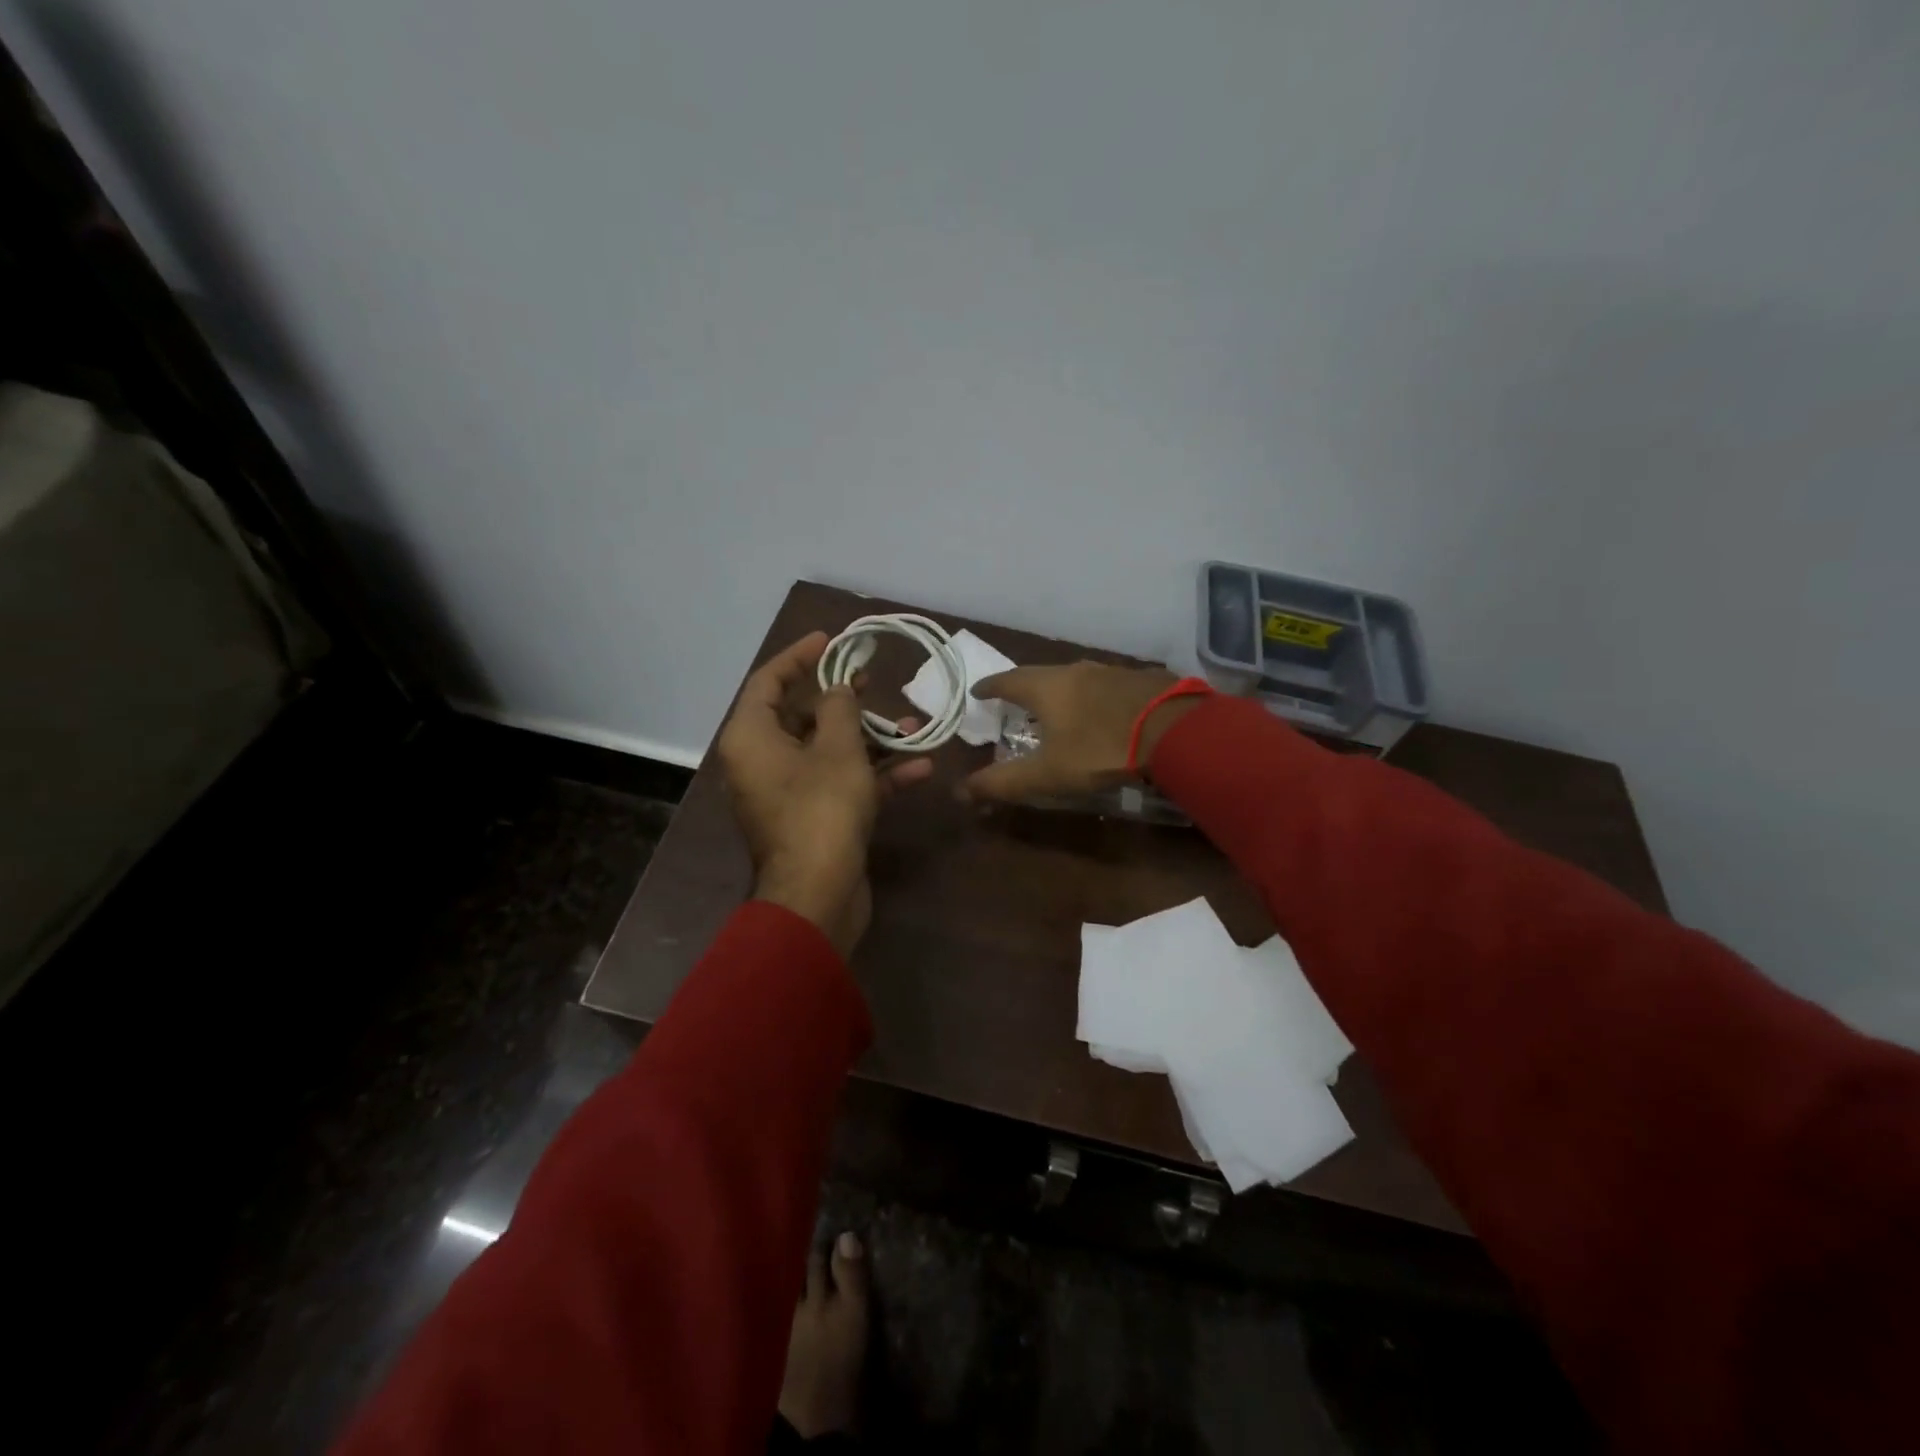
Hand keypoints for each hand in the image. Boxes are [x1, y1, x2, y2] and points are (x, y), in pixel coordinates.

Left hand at [716, 631, 933, 956]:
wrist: (819, 896)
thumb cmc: (821, 810)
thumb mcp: (838, 749)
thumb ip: (840, 708)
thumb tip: (838, 688)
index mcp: (752, 738)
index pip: (768, 681)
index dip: (799, 656)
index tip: (831, 639)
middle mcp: (763, 762)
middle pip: (801, 716)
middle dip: (844, 699)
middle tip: (873, 679)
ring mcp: (789, 793)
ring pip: (829, 751)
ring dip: (870, 738)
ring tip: (911, 724)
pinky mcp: (814, 818)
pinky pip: (842, 784)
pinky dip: (876, 774)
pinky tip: (920, 767)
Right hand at [959, 662, 1195, 802]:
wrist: (1174, 730)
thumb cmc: (1101, 749)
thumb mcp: (1049, 773)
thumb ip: (1004, 782)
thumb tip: (960, 791)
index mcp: (1046, 686)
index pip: (1007, 680)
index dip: (990, 687)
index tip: (978, 692)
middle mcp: (1074, 670)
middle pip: (1040, 674)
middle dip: (1023, 687)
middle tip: (1015, 701)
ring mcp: (1110, 672)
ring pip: (1074, 678)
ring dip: (1059, 691)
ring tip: (1055, 707)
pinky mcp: (1139, 680)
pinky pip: (1103, 685)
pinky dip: (1090, 697)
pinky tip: (1099, 711)